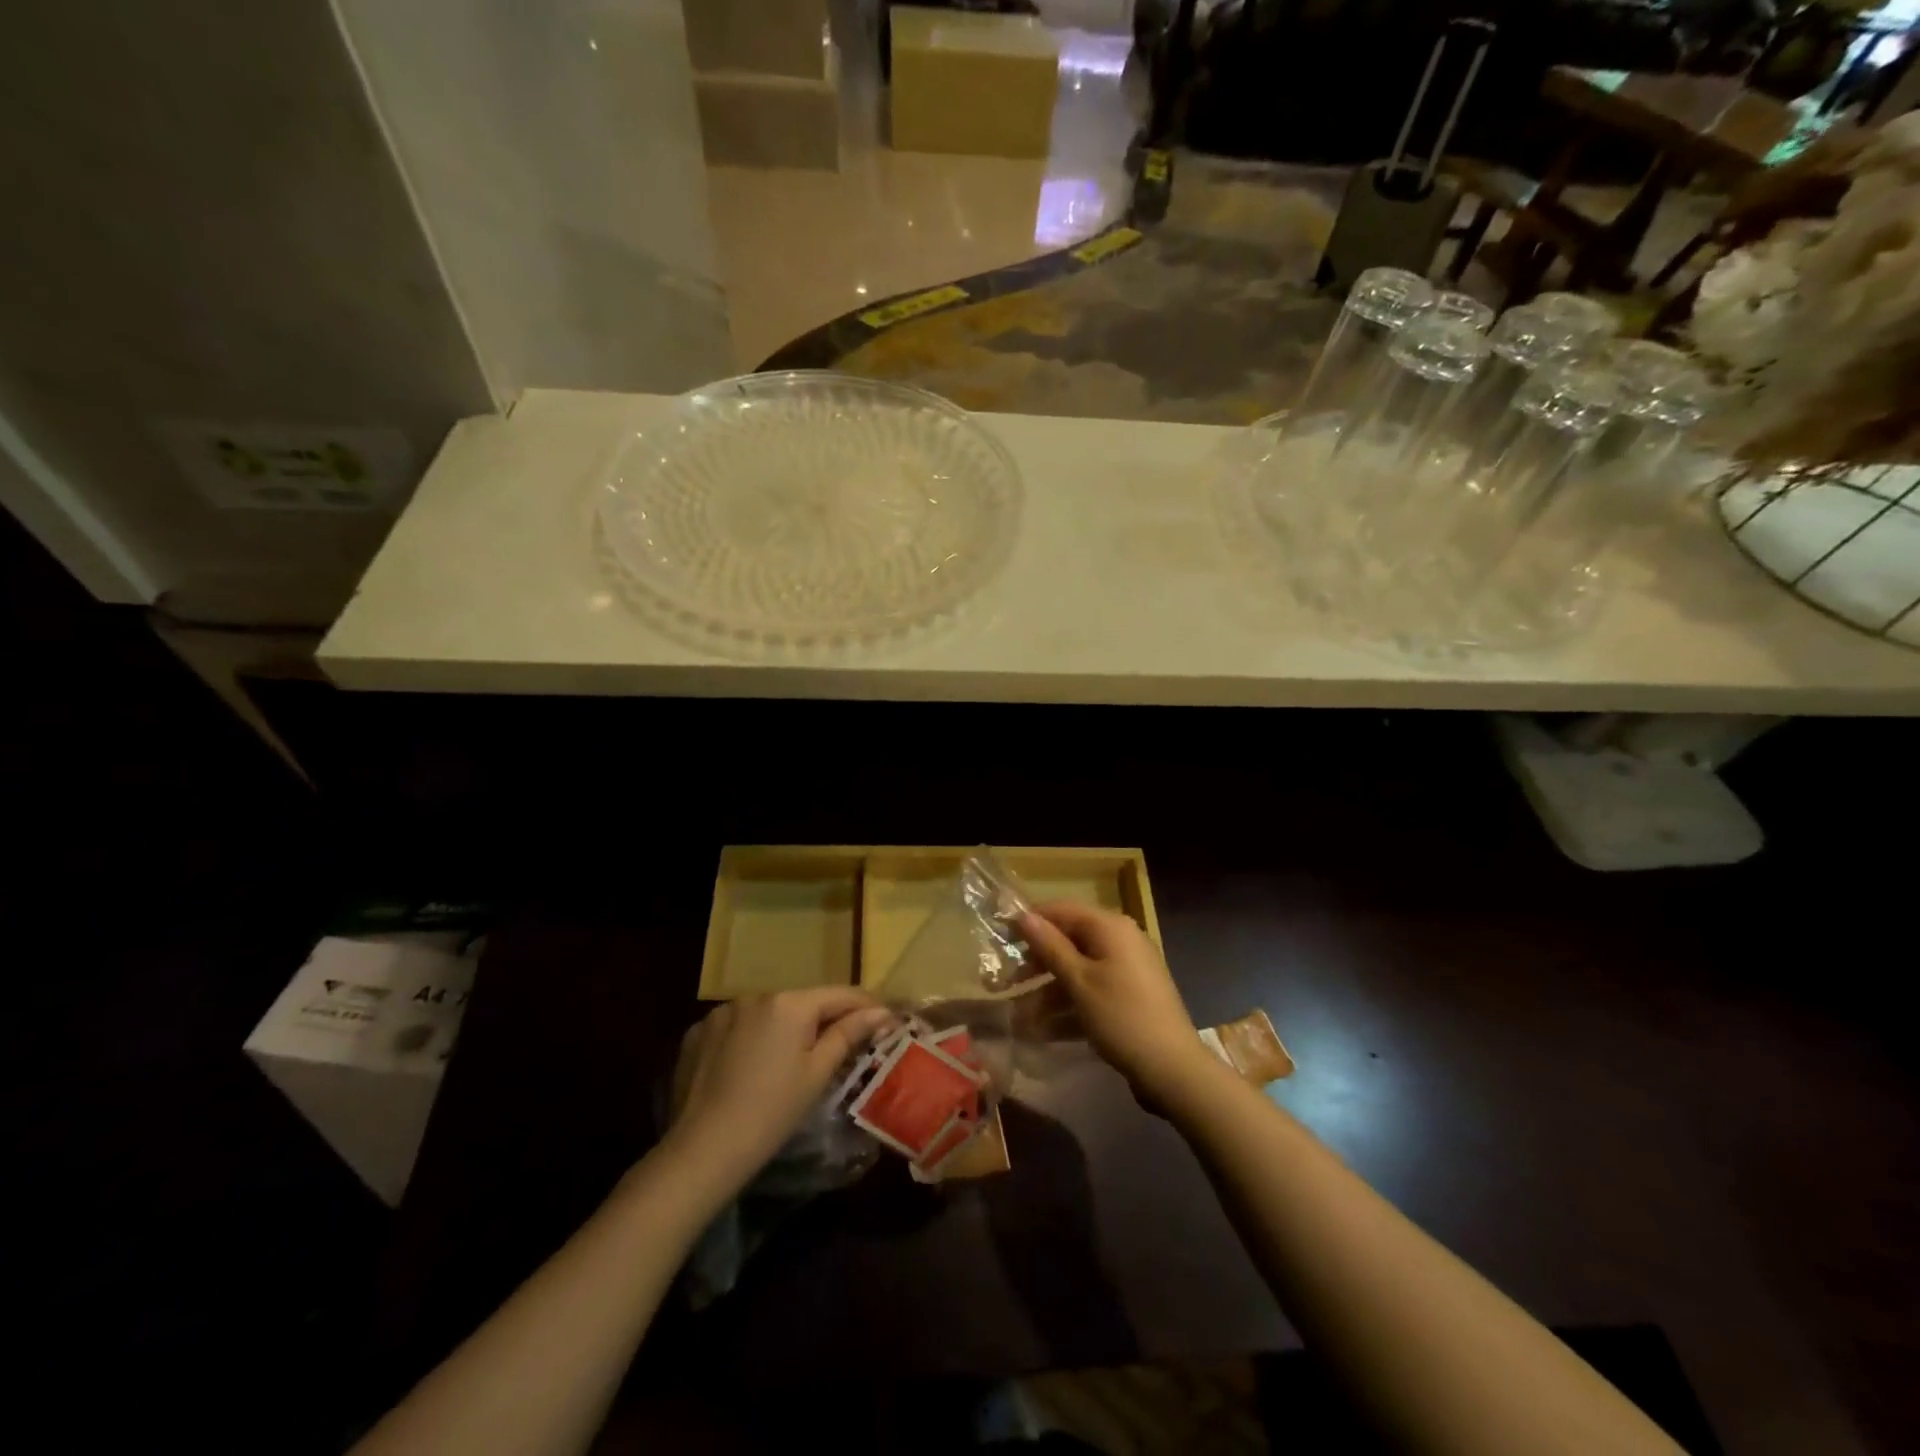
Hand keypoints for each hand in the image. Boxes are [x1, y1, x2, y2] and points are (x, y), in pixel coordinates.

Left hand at [665, 988, 891, 1189]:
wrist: (701, 1151)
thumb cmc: (772, 1113)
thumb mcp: (817, 1074)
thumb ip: (849, 1034)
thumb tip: (881, 1012)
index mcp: (790, 1003)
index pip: (839, 995)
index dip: (866, 1006)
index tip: (885, 1020)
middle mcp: (756, 995)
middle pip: (802, 1003)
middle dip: (822, 1021)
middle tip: (840, 1049)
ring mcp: (722, 1011)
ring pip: (767, 1014)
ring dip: (783, 1029)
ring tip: (788, 1063)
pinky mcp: (698, 1032)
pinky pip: (736, 1027)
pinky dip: (749, 1040)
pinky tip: (748, 1070)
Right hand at [1019, 901, 1212, 1103]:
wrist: (1173, 1069)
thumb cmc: (1121, 1017)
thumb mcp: (1079, 982)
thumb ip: (1050, 946)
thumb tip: (1023, 915)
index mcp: (1110, 927)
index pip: (1061, 910)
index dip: (1030, 921)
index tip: (1001, 937)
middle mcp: (1121, 939)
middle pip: (1069, 940)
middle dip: (1037, 962)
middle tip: (1007, 982)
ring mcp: (1128, 968)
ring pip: (1078, 969)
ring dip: (1049, 990)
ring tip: (1022, 1016)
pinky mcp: (1131, 994)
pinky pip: (1093, 989)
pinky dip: (1070, 1004)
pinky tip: (1046, 1030)